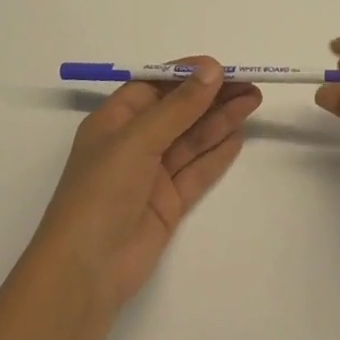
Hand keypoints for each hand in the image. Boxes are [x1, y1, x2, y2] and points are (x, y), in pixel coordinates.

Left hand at [33, 58, 260, 310]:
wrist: (85, 272)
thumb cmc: (101, 192)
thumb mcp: (138, 140)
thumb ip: (179, 106)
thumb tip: (212, 69)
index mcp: (115, 120)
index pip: (156, 85)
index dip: (188, 74)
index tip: (223, 68)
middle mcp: (134, 143)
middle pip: (179, 110)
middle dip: (213, 96)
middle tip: (251, 84)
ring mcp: (151, 174)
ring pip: (192, 138)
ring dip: (221, 119)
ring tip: (253, 102)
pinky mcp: (168, 203)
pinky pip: (197, 170)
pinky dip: (217, 153)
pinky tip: (239, 136)